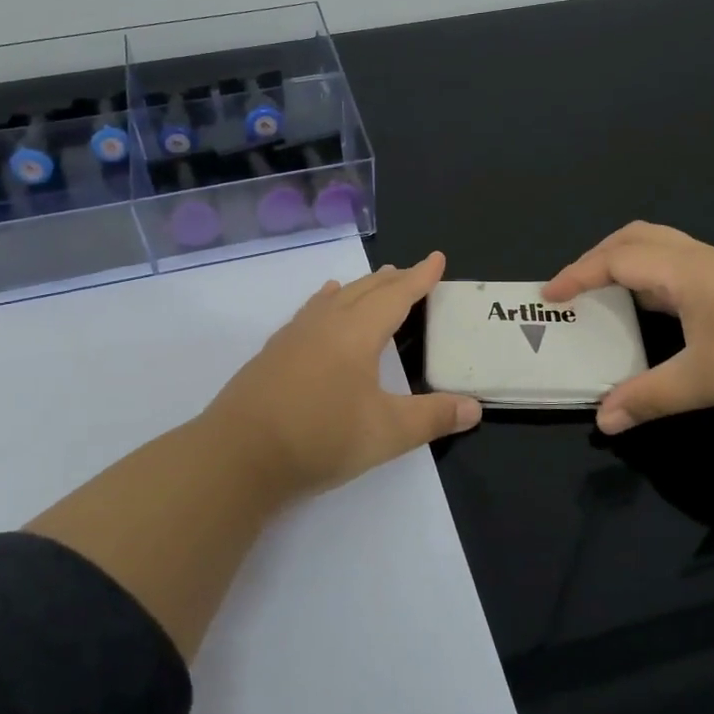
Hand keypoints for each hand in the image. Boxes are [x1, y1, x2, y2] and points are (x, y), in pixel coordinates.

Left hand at [200, 251, 482, 500]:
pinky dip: (326, 302)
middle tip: (410, 271)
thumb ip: (433, 417)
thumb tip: (475, 408)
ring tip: (373, 281)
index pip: (396, 296)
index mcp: (356, 333)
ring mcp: (294, 336)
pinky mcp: (273, 354)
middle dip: (392, 280)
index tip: (436, 258)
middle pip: (364, 291)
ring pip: (334, 299)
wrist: (238, 455)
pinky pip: (309, 313)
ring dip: (359, 288)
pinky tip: (321, 308)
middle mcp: (325, 324)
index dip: (420, 278)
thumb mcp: (387, 433)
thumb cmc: (320, 437)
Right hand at [542, 221, 713, 432]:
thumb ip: (649, 397)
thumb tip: (603, 420)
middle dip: (596, 257)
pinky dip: (648, 273)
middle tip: (573, 286)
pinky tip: (652, 306)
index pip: (615, 260)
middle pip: (634, 237)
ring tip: (604, 292)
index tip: (548, 296)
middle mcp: (698, 258)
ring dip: (624, 260)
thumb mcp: (704, 380)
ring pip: (659, 246)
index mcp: (682, 270)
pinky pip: (676, 263)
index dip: (577, 275)